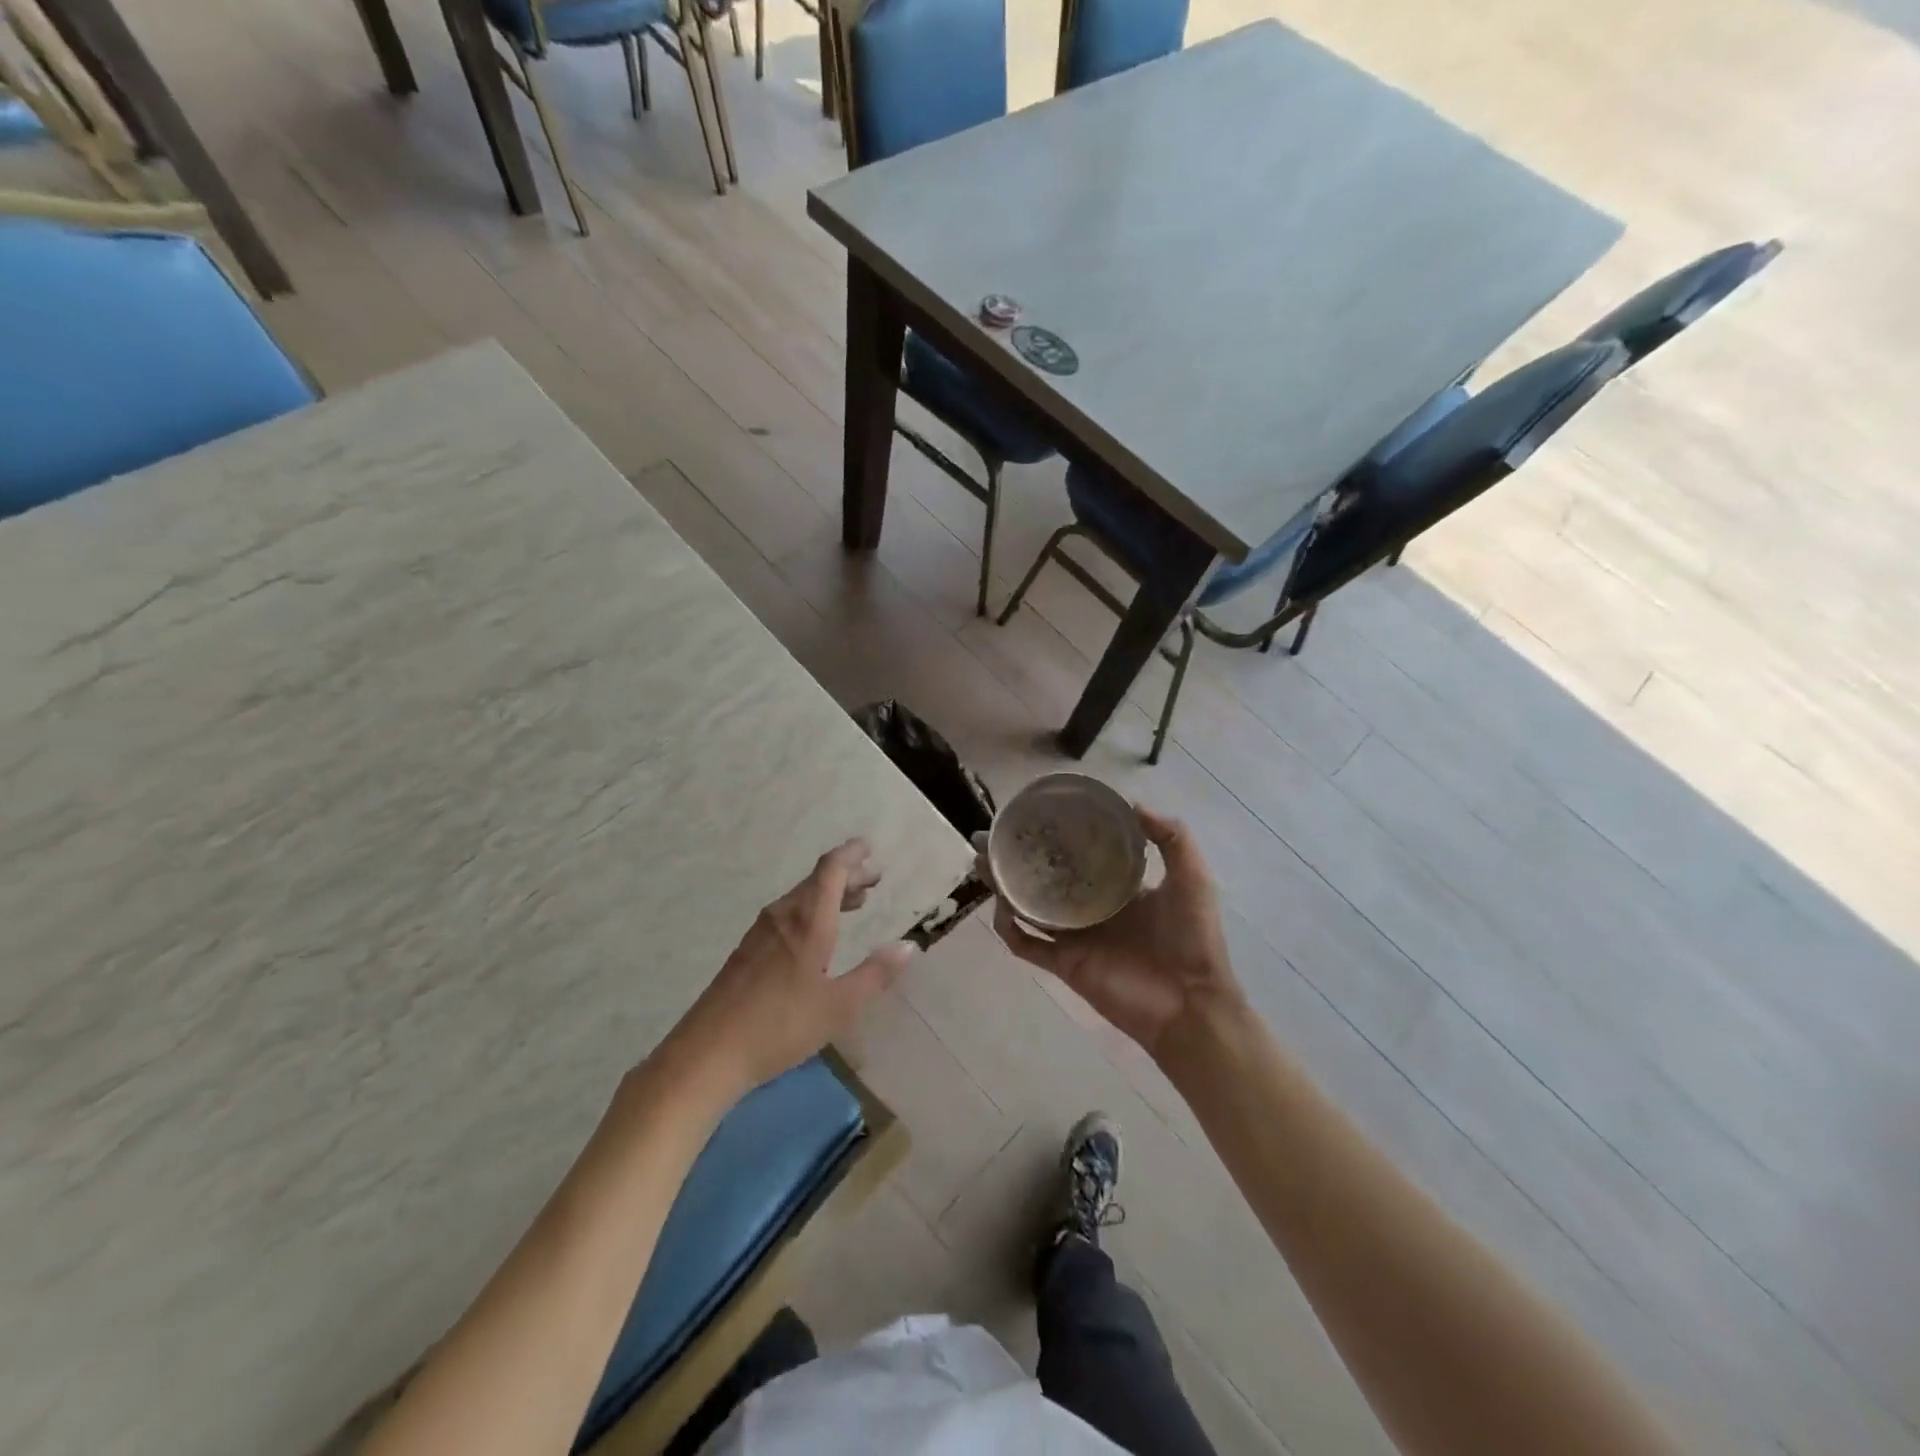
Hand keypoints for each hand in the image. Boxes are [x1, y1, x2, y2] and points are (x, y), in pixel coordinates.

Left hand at [660, 840, 914, 1100]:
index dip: (851, 855)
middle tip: (873, 879)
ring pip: (800, 898)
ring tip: (854, 903)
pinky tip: (817, 935)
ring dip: (829, 894)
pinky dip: (811, 911)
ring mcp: (760, 933)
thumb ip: (875, 975)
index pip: (831, 870)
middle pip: (817, 880)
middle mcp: (783, 916)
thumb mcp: (839, 1006)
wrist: (708, 1053)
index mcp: (808, 922)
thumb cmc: (780, 1026)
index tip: (868, 848)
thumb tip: (909, 946)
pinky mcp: (747, 951)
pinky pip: (787, 915)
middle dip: (847, 875)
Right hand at [982, 806, 1241, 1058]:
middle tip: (989, 835)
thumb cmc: (1193, 938)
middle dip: (1015, 856)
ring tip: (982, 862)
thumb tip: (1133, 803)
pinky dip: (1009, 927)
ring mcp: (1074, 936)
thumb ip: (1172, 837)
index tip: (1032, 813)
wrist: (1191, 1003)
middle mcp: (1090, 906)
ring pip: (1026, 906)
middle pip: (1042, 876)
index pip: (1077, 854)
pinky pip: (1026, 944)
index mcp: (1116, 886)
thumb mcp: (1191, 877)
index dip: (1055, 835)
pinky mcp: (1064, 962)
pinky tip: (1000, 906)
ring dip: (1003, 885)